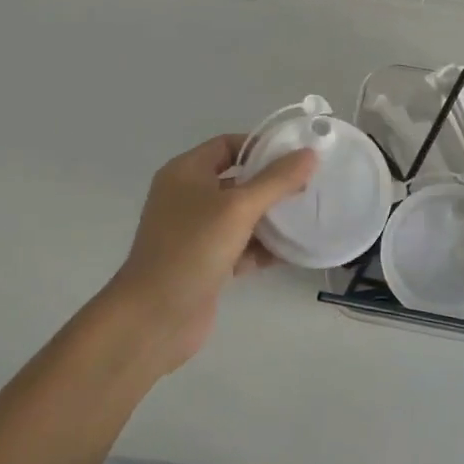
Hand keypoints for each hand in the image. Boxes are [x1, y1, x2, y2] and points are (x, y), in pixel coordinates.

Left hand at [101, 134, 316, 373]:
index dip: (261, 146)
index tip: (296, 155)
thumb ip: (276, 180)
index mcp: (185, 172)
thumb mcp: (238, 207)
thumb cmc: (193, 248)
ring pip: (240, 216)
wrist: (154, 318)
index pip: (227, 145)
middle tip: (309, 187)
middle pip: (237, 180)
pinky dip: (262, 248)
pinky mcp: (205, 263)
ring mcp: (195, 233)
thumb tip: (309, 154)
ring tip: (307, 217)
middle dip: (272, 184)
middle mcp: (187, 197)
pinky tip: (292, 252)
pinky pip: (240, 246)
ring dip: (271, 218)